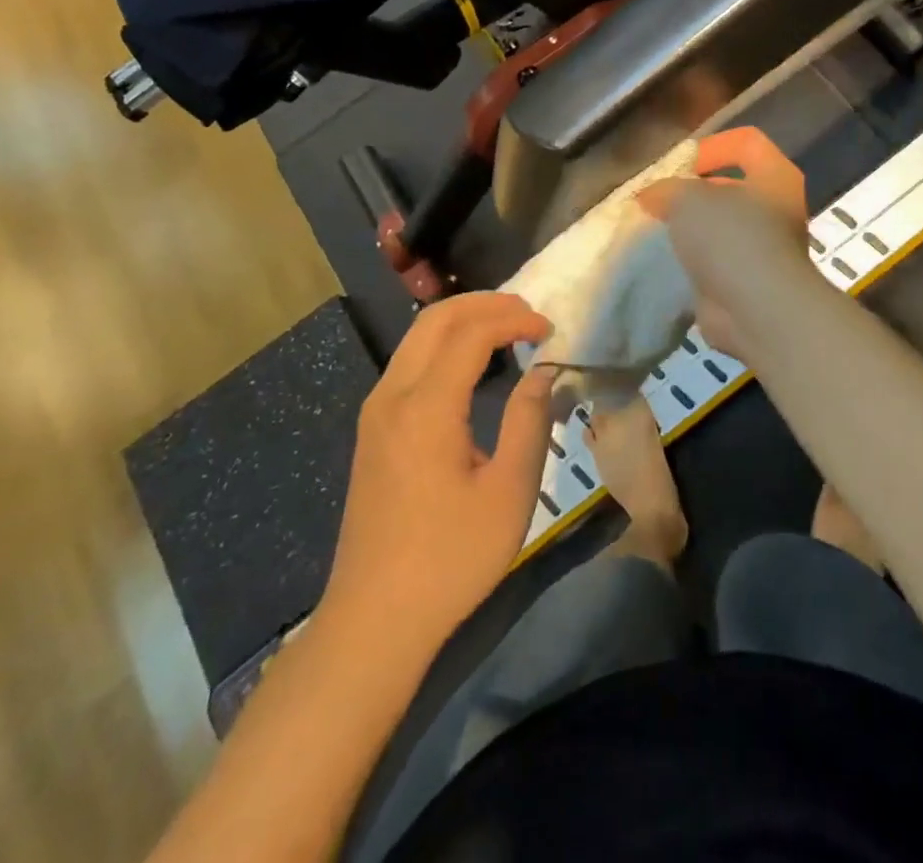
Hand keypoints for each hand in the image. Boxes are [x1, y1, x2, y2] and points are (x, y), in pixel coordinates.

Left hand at [324, 293, 554, 648]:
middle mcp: (393, 395)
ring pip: (417, 337)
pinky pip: (409, 361)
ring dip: (462, 320)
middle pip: (436, 320)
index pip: (471, 333)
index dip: (514, 320)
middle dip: (485, 304)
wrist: (374, 618)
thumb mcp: (509, 492)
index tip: (550, 329)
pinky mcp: (372, 429)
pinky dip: (444, 343)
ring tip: (507, 327)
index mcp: (426, 407)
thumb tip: (542, 371)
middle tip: (528, 313)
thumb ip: (529, 421)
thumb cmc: (450, 558)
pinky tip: (471, 361)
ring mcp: (376, 411)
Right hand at [640, 127, 811, 360]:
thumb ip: (667, 190)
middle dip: (694, 192)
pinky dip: (694, 262)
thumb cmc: (731, 239)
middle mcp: (777, 209)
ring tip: (658, 232)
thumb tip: (651, 196)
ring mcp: (766, 248)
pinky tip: (668, 264)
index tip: (680, 166)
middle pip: (731, 186)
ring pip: (722, 227)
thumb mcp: (688, 199)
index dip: (711, 145)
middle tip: (660, 201)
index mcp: (775, 177)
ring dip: (692, 230)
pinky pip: (717, 261)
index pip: (746, 142)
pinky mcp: (749, 281)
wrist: (757, 311)